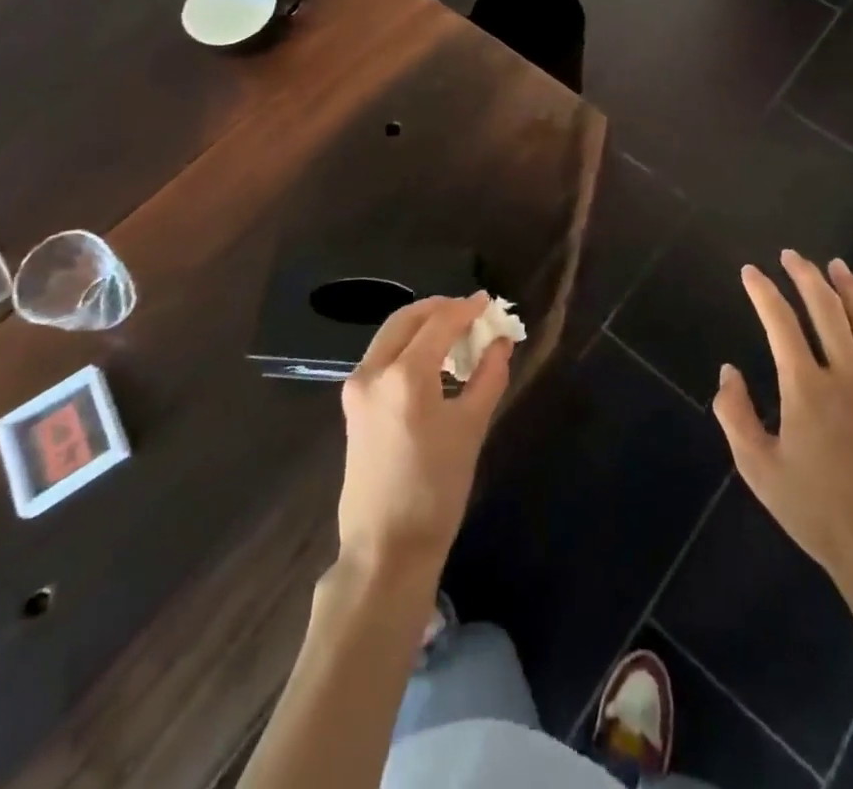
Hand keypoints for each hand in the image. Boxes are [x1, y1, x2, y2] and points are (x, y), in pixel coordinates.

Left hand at [335, 293, 511, 588]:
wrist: (385, 549)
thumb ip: (489, 376)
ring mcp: (356, 387)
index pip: (440, 322)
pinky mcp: (352, 404)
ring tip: (457, 334)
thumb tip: (500, 342)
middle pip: (408, 318)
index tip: (489, 302)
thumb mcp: (471, 428)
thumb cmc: (435, 490)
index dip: (467, 308)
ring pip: (391, 335)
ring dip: (423, 325)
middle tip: (472, 313)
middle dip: (441, 309)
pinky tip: (433, 360)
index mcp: (404, 374)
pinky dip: (408, 346)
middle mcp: (373, 370)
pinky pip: (383, 356)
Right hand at [713, 252, 852, 619]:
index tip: (750, 272)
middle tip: (793, 256)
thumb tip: (728, 371)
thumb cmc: (816, 512)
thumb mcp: (758, 468)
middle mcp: (848, 377)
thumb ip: (736, 415)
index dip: (763, 292)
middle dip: (806, 277)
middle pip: (827, 311)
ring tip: (837, 266)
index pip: (779, 323)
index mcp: (806, 388)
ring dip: (852, 291)